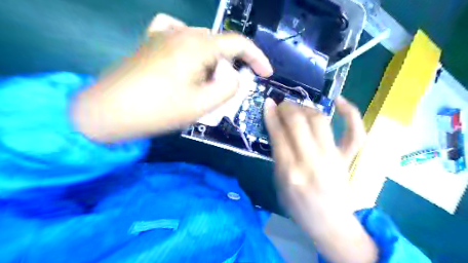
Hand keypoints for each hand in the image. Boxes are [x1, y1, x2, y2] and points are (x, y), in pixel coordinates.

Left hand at [71, 14, 272, 143]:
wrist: (109, 111)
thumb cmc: (158, 109)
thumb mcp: (202, 104)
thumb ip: (228, 88)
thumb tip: (236, 77)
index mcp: (198, 45)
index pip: (238, 43)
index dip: (257, 58)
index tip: (266, 74)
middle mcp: (182, 32)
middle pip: (220, 44)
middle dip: (231, 66)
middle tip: (228, 91)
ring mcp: (163, 33)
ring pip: (202, 42)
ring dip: (212, 62)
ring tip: (206, 83)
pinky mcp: (151, 41)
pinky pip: (178, 34)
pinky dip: (191, 47)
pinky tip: (187, 58)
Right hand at [263, 98, 374, 262]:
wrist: (329, 223)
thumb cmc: (298, 206)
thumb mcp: (278, 184)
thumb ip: (277, 157)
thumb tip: (277, 131)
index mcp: (289, 172)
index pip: (278, 134)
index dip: (271, 115)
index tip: (268, 103)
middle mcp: (311, 161)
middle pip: (298, 122)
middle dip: (287, 107)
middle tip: (282, 105)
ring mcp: (333, 159)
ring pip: (320, 121)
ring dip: (306, 108)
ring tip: (299, 107)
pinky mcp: (347, 159)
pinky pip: (354, 133)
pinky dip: (350, 114)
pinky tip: (339, 101)